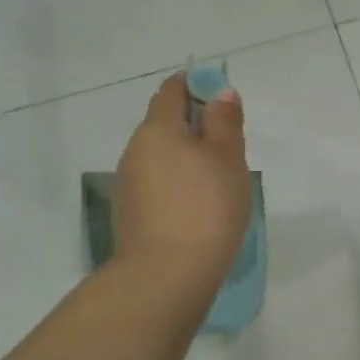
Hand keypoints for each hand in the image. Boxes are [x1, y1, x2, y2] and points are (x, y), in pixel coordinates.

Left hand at [112, 74, 250, 278]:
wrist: (167, 274)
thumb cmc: (206, 206)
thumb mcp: (228, 159)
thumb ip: (225, 122)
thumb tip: (221, 92)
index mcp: (157, 129)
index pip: (171, 92)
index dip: (194, 85)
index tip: (218, 94)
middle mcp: (135, 150)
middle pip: (164, 125)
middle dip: (194, 126)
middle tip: (229, 144)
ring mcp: (129, 184)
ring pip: (161, 157)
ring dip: (186, 158)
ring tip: (219, 179)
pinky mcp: (131, 213)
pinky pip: (158, 184)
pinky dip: (178, 183)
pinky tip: (199, 205)